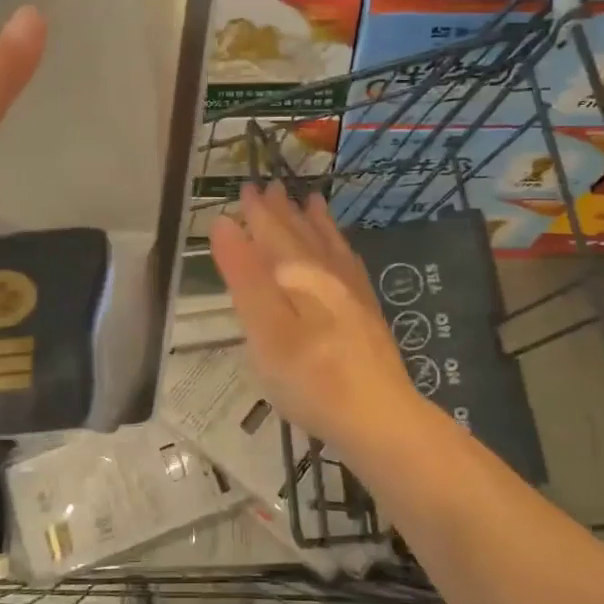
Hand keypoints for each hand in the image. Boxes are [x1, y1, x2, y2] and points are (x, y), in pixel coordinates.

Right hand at [209, 182, 420, 456]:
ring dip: (315, 222)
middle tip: (271, 186)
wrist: (379, 417)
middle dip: (282, 210)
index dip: (257, 212)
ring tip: (310, 200)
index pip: (271, 233)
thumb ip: (244, 276)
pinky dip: (341, 249)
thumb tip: (224, 224)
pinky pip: (351, 266)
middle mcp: (326, 274)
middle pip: (300, 235)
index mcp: (296, 275)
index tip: (246, 187)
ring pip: (328, 246)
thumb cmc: (310, 379)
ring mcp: (352, 293)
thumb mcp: (264, 330)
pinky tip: (342, 250)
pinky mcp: (367, 313)